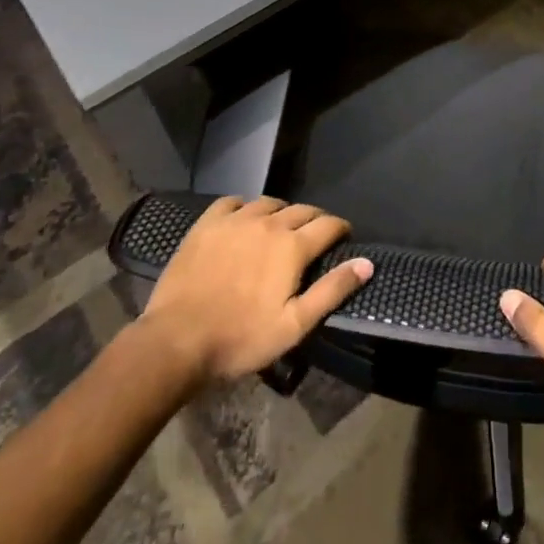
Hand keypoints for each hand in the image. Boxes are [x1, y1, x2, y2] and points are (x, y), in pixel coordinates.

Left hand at [139, 197, 372, 387]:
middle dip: (314, 220)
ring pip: (268, 203)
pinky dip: (244, 206)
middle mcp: (268, 223)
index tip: (344, 237)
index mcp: (292, 246)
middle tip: (314, 236)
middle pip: (301, 210)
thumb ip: (332, 290)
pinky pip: (232, 202)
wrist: (176, 341)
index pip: (328, 224)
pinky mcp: (207, 223)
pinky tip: (243, 219)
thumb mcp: (294, 324)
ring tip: (280, 228)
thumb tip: (367, 263)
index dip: (340, 228)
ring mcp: (235, 220)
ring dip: (281, 212)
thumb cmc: (240, 338)